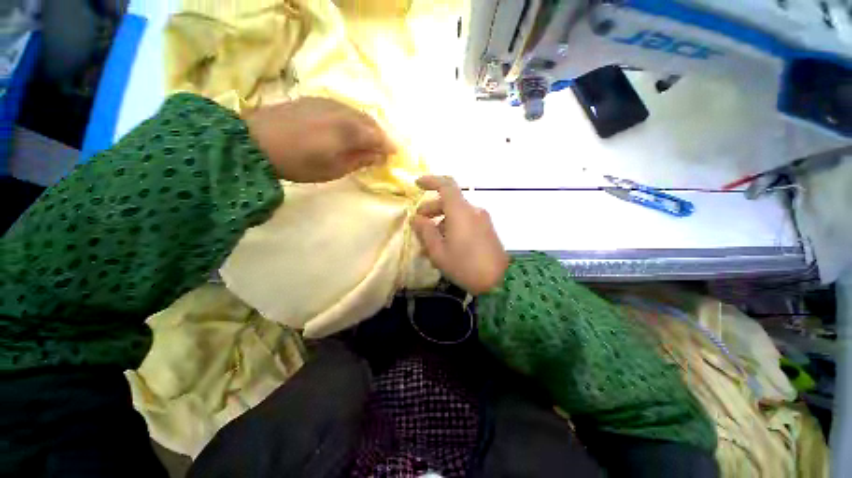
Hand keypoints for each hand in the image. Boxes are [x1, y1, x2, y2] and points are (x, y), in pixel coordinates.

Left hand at [246, 97, 396, 182]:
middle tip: (382, 148)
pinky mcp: (315, 100)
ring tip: (367, 139)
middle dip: (380, 135)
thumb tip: (380, 156)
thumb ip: (360, 160)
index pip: (378, 136)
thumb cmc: (300, 162)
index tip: (394, 154)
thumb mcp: (334, 168)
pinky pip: (343, 108)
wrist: (256, 142)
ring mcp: (328, 103)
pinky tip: (347, 127)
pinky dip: (352, 119)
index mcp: (349, 131)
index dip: (388, 145)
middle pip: (370, 122)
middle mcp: (343, 111)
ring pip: (357, 113)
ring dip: (366, 126)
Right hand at [412, 176, 508, 294]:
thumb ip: (426, 232)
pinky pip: (465, 222)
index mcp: (461, 212)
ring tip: (428, 242)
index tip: (416, 185)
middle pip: (449, 201)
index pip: (446, 185)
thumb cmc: (465, 266)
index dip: (430, 181)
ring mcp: (482, 220)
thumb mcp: (439, 252)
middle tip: (418, 223)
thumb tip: (416, 218)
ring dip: (440, 222)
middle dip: (431, 209)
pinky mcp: (486, 229)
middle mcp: (473, 211)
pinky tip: (444, 246)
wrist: (499, 282)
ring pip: (456, 213)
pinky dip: (452, 227)